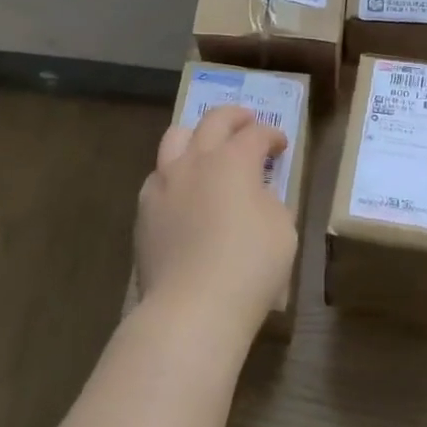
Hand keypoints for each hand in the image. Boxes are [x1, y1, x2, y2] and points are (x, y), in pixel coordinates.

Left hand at [136, 105, 295, 332]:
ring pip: (175, 138)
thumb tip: (259, 193)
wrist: (191, 308)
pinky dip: (175, 172)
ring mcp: (164, 183)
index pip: (256, 134)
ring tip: (207, 147)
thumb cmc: (249, 266)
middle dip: (235, 117)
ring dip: (197, 135)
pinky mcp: (144, 210)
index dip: (272, 136)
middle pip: (213, 121)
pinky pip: (158, 176)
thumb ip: (272, 202)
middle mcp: (195, 160)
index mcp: (233, 160)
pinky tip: (183, 190)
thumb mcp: (282, 230)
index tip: (281, 145)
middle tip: (247, 122)